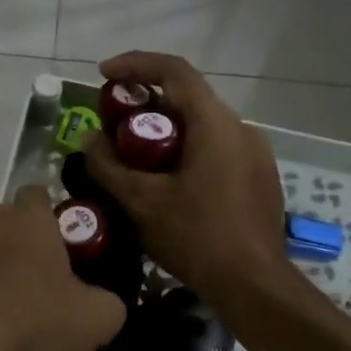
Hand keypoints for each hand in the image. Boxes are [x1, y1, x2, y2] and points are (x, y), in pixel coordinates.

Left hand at [0, 185, 126, 350]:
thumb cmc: (30, 320)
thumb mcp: (95, 319)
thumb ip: (108, 303)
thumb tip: (104, 302)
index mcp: (26, 218)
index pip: (38, 194)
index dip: (49, 218)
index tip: (58, 249)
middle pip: (2, 222)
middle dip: (14, 247)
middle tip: (30, 287)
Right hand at [83, 52, 288, 304]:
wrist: (254, 286)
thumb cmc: (196, 237)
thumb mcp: (141, 202)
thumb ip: (108, 165)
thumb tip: (90, 139)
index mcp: (215, 123)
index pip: (173, 70)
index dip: (134, 64)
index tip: (103, 75)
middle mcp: (240, 128)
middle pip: (187, 98)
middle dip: (145, 104)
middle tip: (112, 124)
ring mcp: (255, 153)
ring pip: (202, 125)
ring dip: (166, 130)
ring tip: (134, 156)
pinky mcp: (259, 176)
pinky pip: (217, 148)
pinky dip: (187, 150)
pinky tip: (167, 181)